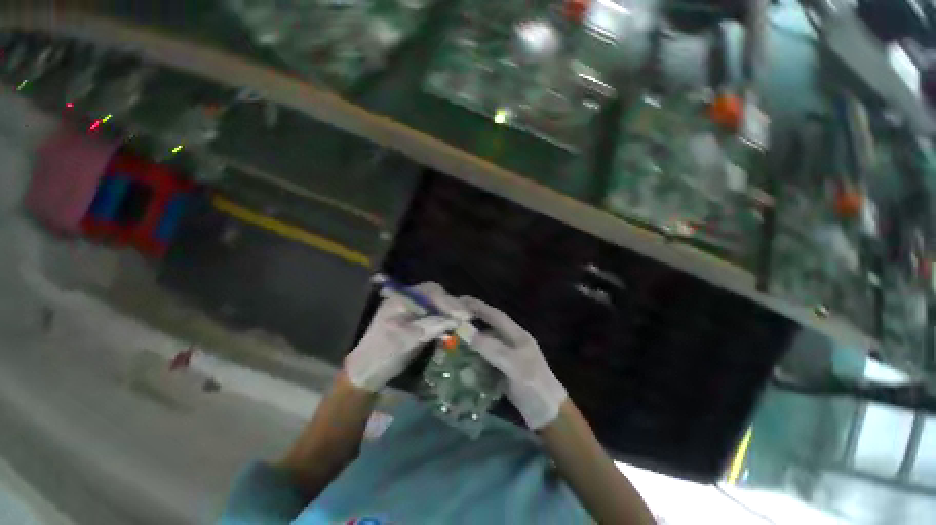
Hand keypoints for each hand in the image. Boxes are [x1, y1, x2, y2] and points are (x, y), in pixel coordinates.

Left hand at [345, 282, 460, 391]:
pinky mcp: (418, 321)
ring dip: (451, 312)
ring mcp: (413, 310)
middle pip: (435, 295)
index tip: (464, 315)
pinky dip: (446, 321)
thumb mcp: (404, 341)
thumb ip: (429, 327)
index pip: (429, 293)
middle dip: (451, 305)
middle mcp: (408, 300)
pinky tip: (453, 328)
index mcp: (400, 300)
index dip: (447, 302)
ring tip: (464, 321)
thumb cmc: (382, 355)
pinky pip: (436, 315)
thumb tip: (455, 320)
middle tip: (466, 317)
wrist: (368, 372)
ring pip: (437, 304)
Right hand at [459, 297, 566, 429]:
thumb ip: (490, 347)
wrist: (548, 414)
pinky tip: (461, 357)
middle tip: (451, 318)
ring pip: (486, 341)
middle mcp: (511, 342)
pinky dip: (473, 355)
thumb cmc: (534, 385)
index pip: (496, 315)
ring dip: (470, 338)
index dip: (479, 306)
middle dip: (472, 320)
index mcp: (517, 335)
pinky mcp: (503, 369)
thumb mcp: (513, 364)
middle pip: (489, 326)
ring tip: (451, 335)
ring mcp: (507, 356)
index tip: (460, 300)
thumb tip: (464, 330)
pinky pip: (485, 357)